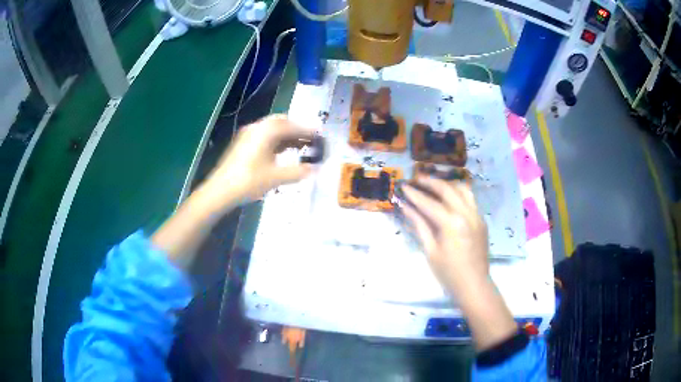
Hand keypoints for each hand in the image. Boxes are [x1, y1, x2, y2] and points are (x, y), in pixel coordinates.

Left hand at [202, 114, 315, 207]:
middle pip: (281, 123)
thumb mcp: (276, 177)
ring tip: (299, 147)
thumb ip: (298, 172)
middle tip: (310, 141)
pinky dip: (276, 141)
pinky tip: (281, 153)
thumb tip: (316, 169)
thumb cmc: (248, 181)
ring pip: (272, 129)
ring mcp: (248, 135)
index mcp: (266, 131)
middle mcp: (257, 128)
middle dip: (297, 130)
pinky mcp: (242, 143)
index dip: (308, 131)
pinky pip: (264, 136)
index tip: (320, 136)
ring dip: (286, 136)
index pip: (292, 126)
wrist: (220, 190)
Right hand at [397, 178, 488, 294]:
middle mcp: (466, 213)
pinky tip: (449, 198)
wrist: (474, 284)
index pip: (430, 203)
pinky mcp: (481, 220)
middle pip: (447, 189)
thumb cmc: (448, 272)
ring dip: (447, 184)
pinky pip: (470, 198)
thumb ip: (419, 225)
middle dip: (430, 182)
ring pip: (462, 189)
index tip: (403, 186)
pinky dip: (458, 193)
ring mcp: (477, 215)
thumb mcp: (430, 250)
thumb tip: (406, 208)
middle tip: (417, 179)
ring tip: (433, 185)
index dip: (414, 195)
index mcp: (452, 223)